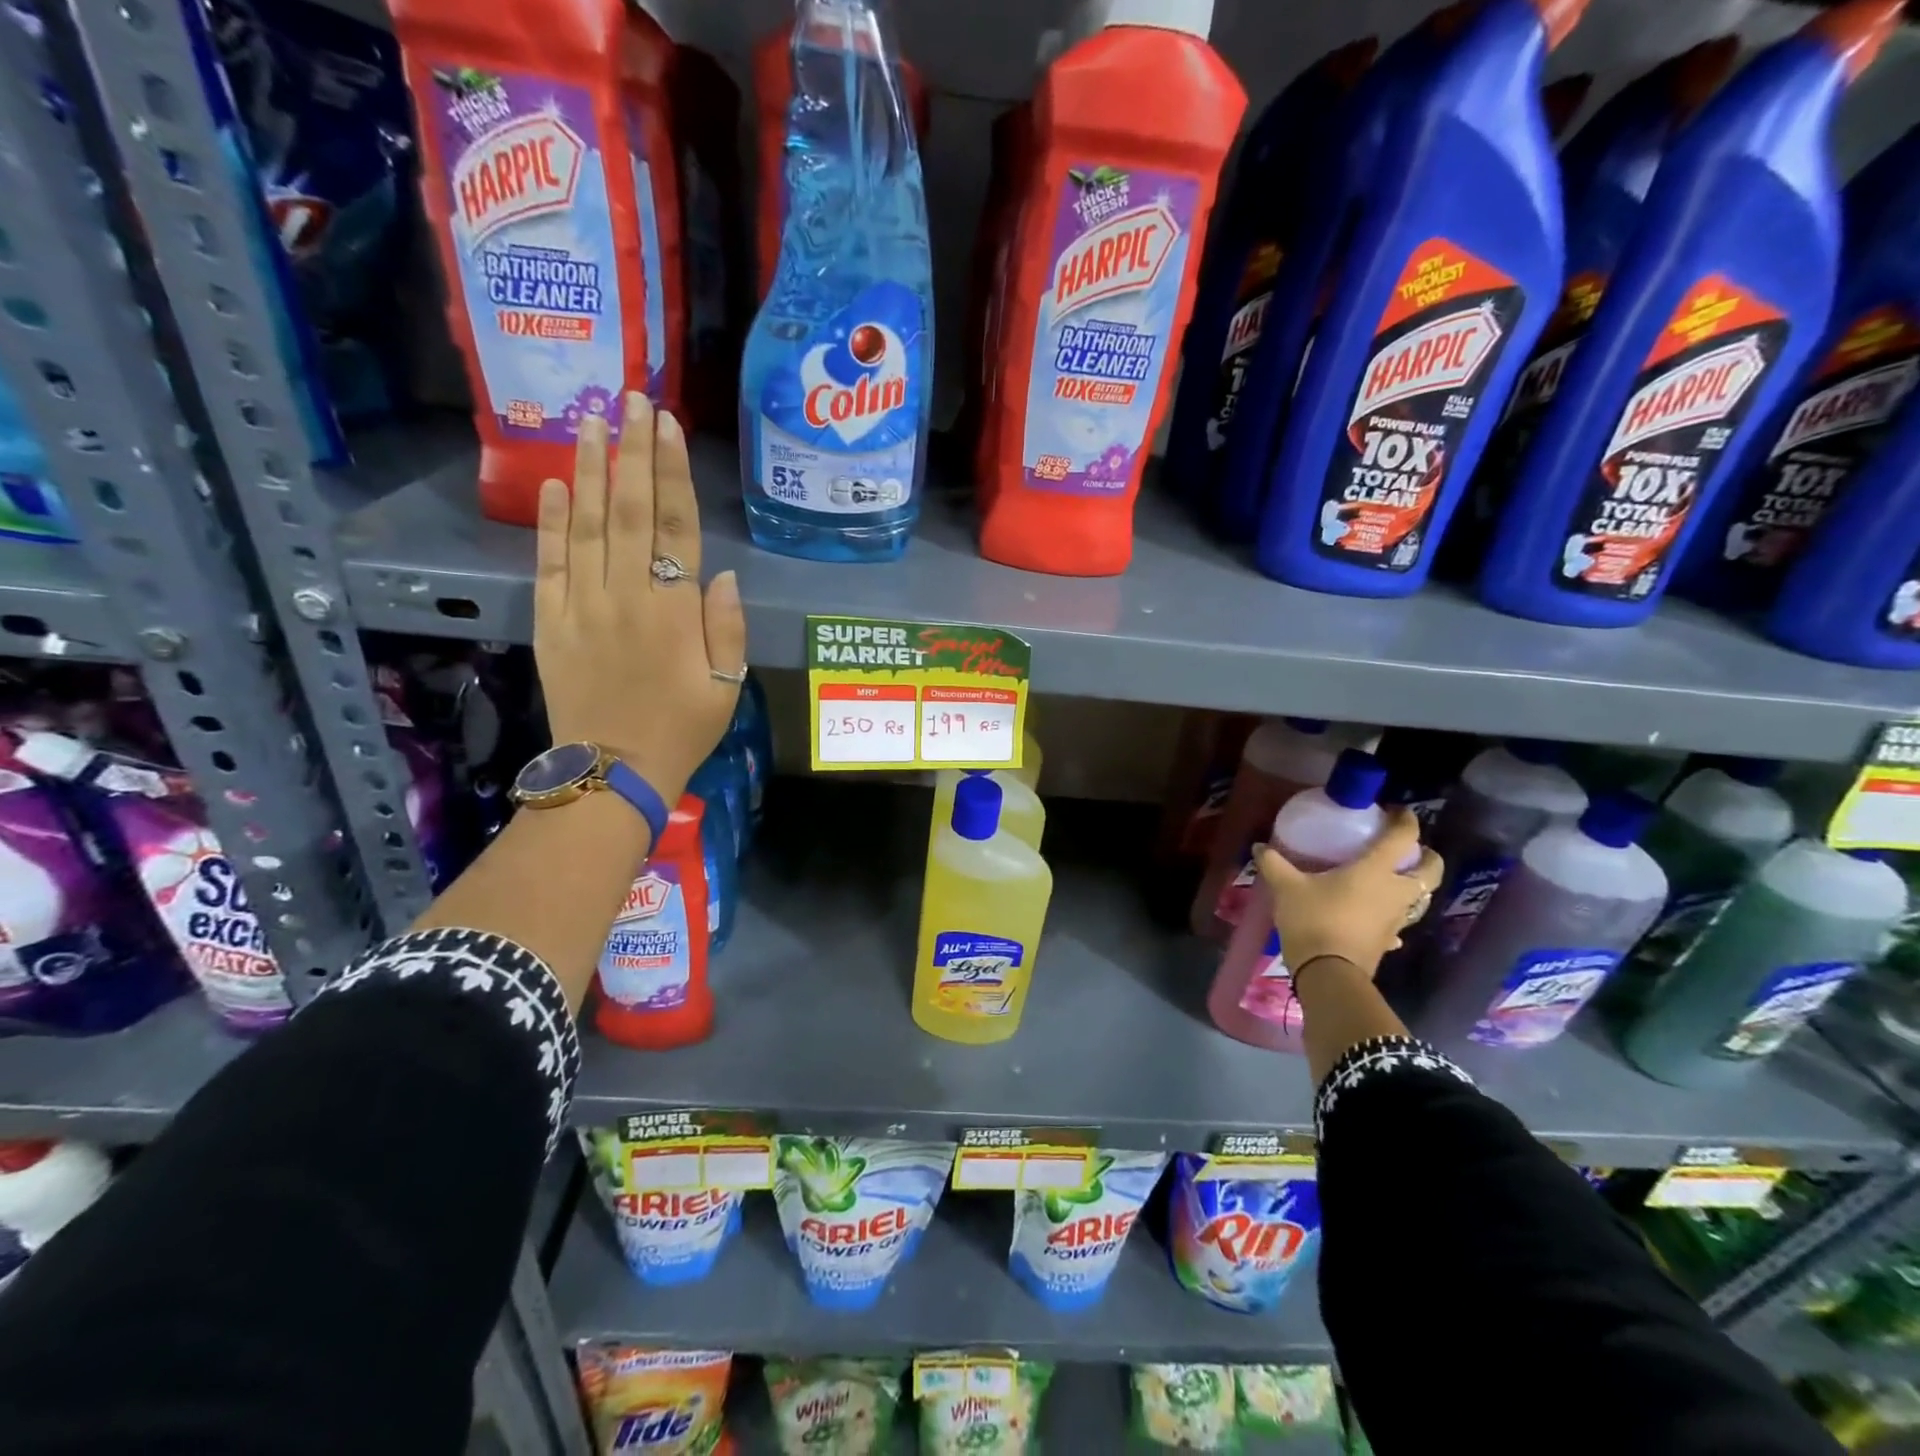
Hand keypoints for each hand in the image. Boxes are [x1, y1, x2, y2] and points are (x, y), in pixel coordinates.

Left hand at [534, 392, 745, 803]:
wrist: (613, 771)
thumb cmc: (682, 729)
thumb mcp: (727, 686)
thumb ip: (726, 628)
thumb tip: (722, 574)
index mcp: (675, 611)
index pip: (674, 526)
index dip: (671, 473)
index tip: (666, 425)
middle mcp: (627, 596)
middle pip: (628, 510)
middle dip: (631, 451)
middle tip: (630, 399)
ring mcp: (584, 605)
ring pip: (585, 525)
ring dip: (588, 469)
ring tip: (591, 421)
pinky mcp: (552, 620)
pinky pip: (550, 562)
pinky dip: (551, 522)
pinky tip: (553, 484)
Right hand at [1252, 809, 1443, 978]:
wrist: (1328, 973)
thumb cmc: (1314, 919)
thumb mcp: (1286, 887)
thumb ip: (1274, 863)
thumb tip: (1259, 846)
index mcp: (1376, 870)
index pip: (1403, 838)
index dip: (1406, 820)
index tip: (1397, 812)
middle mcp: (1395, 892)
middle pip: (1430, 870)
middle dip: (1427, 857)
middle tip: (1408, 850)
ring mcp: (1396, 919)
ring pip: (1419, 898)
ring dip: (1412, 886)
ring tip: (1389, 879)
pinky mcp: (1388, 941)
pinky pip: (1398, 923)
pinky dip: (1391, 916)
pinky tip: (1375, 917)